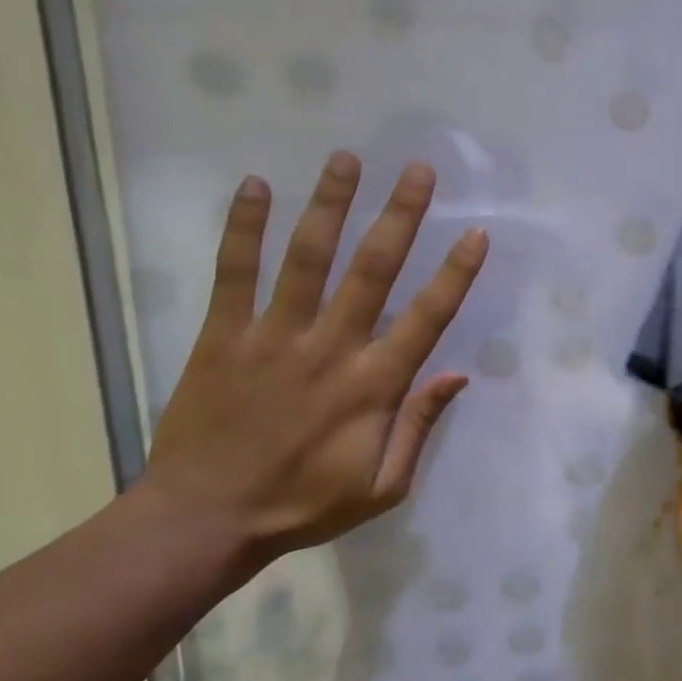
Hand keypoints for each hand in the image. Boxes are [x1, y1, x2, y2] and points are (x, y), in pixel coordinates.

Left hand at [140, 151, 485, 565]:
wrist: (205, 521)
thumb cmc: (304, 506)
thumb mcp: (384, 487)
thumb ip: (419, 426)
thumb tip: (457, 375)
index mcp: (374, 386)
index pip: (426, 318)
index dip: (455, 275)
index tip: (476, 233)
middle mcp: (330, 349)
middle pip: (372, 271)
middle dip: (400, 217)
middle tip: (419, 171)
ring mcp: (273, 337)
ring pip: (307, 259)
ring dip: (330, 206)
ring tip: (348, 159)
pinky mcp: (222, 337)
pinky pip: (234, 273)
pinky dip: (244, 229)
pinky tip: (256, 186)